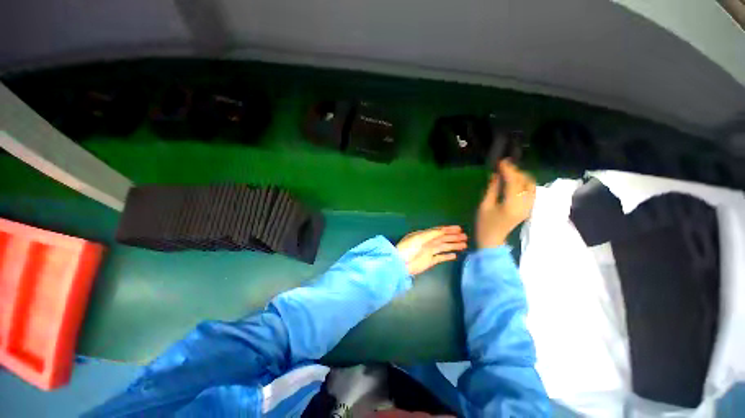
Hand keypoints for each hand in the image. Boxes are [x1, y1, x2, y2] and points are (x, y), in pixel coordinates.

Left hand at [396, 226, 467, 275]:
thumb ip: (432, 234)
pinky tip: (455, 255)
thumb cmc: (408, 248)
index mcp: (424, 235)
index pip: (439, 231)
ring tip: (464, 245)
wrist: (401, 264)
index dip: (449, 229)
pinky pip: (441, 257)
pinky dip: (448, 256)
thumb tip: (444, 230)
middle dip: (454, 237)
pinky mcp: (430, 261)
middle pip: (443, 239)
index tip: (459, 229)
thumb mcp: (419, 238)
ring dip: (453, 245)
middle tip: (465, 237)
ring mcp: (429, 252)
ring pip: (444, 247)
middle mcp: (428, 242)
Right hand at [476, 160, 536, 248]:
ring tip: (509, 173)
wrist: (493, 240)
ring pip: (531, 185)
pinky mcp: (529, 208)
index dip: (508, 170)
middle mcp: (524, 205)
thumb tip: (496, 175)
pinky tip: (514, 182)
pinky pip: (531, 191)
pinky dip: (524, 183)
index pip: (514, 182)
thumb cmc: (484, 224)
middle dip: (516, 172)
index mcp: (511, 205)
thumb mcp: (484, 206)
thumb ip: (492, 189)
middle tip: (503, 166)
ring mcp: (529, 207)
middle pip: (526, 182)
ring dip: (521, 177)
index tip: (501, 161)